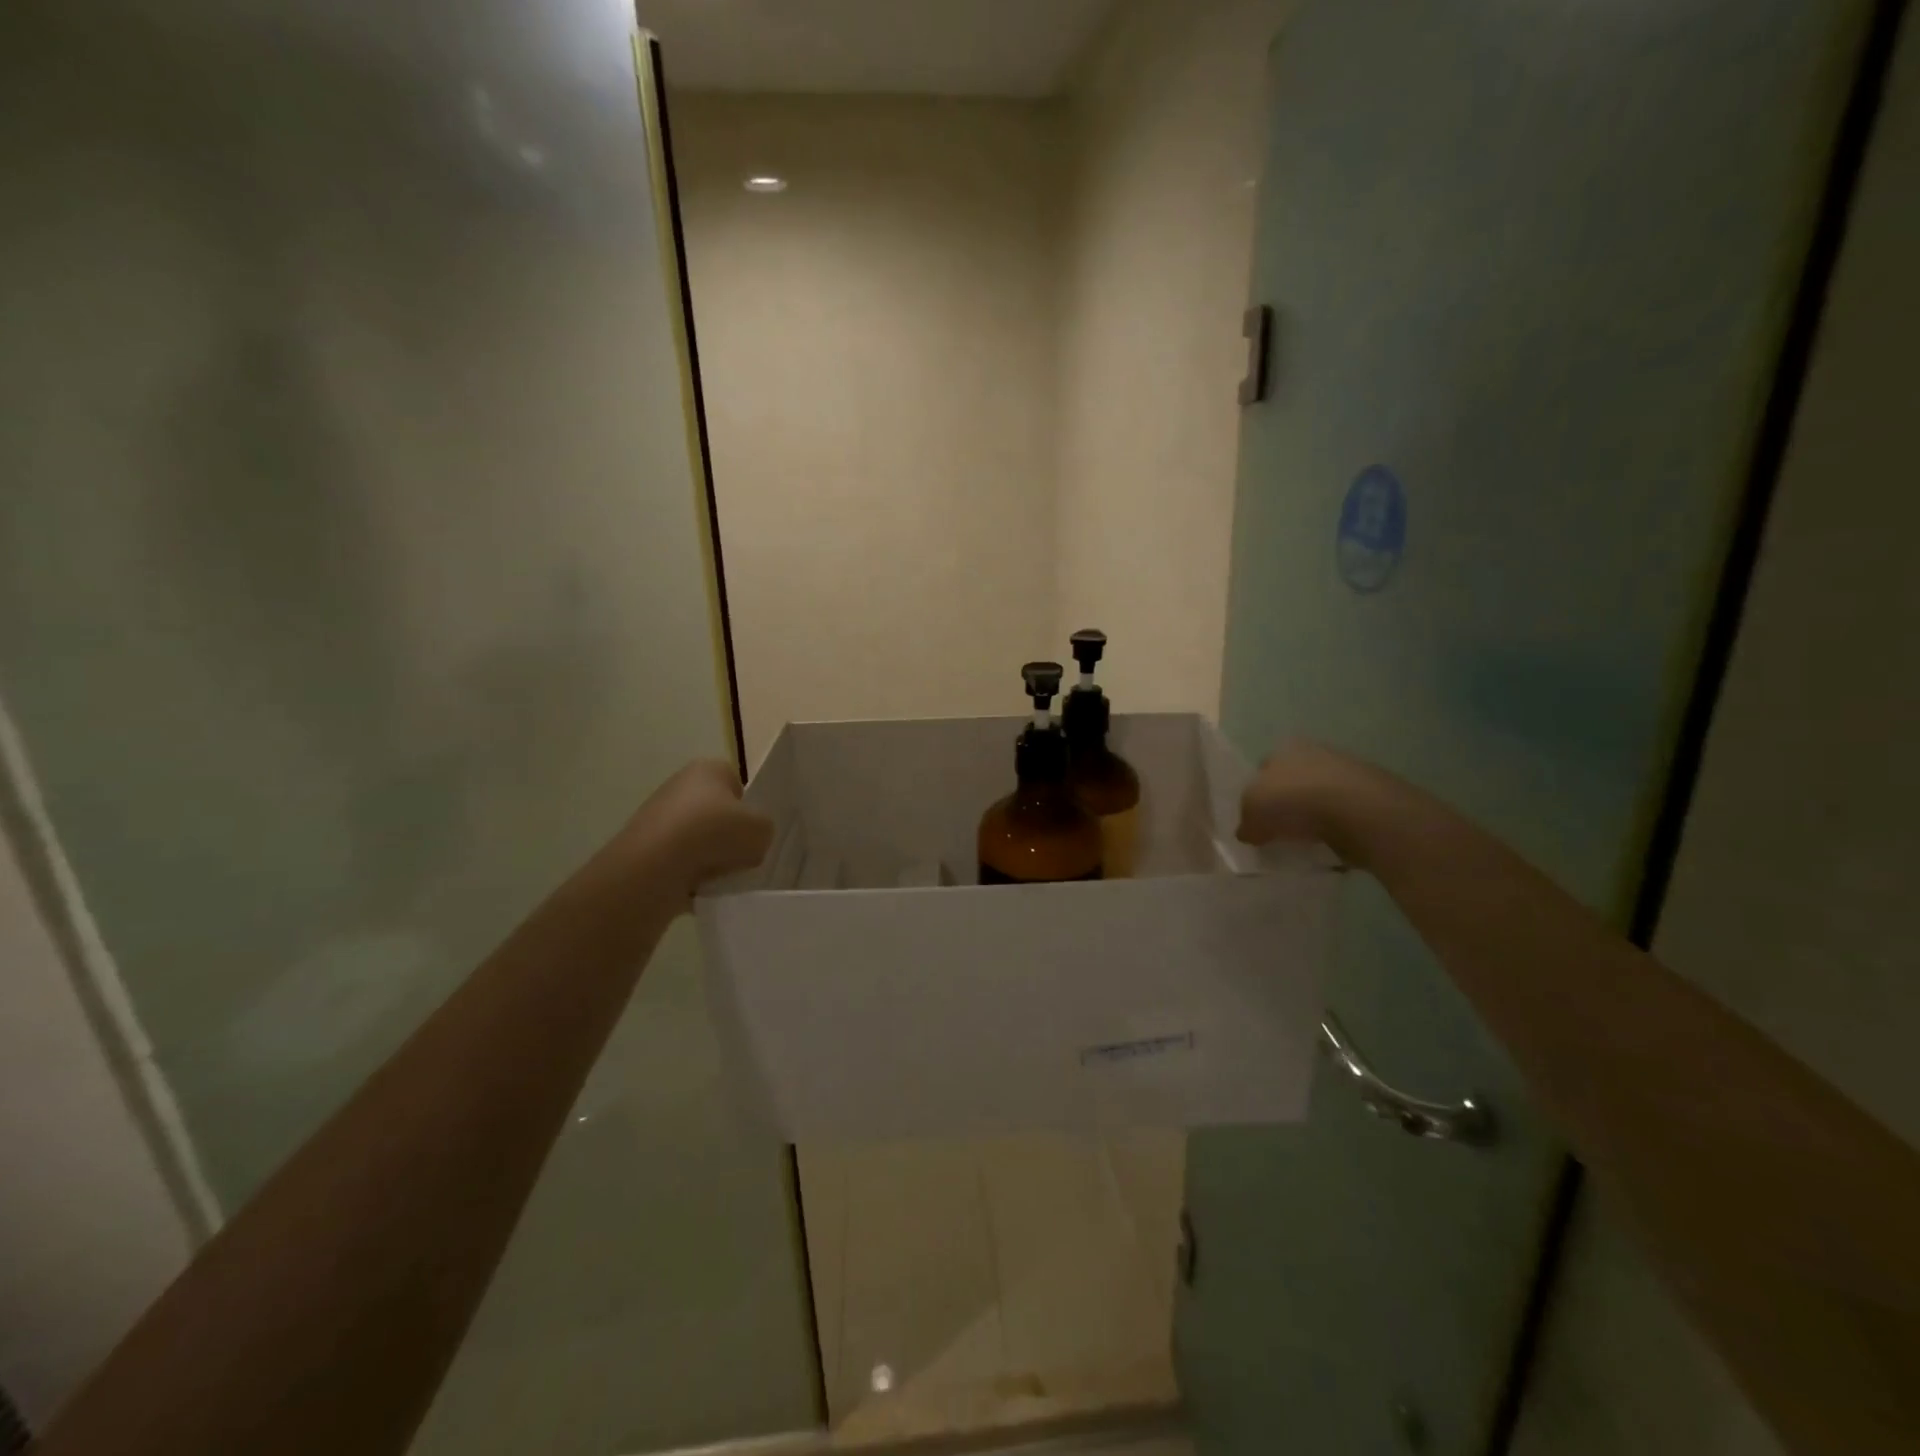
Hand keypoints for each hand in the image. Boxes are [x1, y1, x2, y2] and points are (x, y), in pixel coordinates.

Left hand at [613, 759, 774, 903]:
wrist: (655, 867)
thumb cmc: (714, 833)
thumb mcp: (762, 830)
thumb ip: (764, 830)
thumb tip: (751, 841)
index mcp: (708, 769)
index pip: (737, 786)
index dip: (748, 811)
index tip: (751, 833)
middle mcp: (679, 786)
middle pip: (717, 814)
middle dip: (728, 837)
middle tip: (740, 857)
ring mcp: (658, 817)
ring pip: (697, 840)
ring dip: (709, 858)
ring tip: (719, 877)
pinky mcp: (644, 848)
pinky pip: (678, 862)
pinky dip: (689, 875)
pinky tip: (697, 887)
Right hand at [1237, 740, 1367, 859]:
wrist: (1361, 811)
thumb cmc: (1295, 801)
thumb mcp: (1253, 812)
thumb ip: (1246, 822)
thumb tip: (1248, 832)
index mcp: (1284, 748)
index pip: (1263, 769)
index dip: (1256, 794)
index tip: (1255, 819)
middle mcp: (1316, 752)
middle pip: (1292, 781)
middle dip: (1285, 804)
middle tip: (1277, 831)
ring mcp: (1347, 773)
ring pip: (1319, 798)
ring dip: (1312, 817)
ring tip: (1304, 842)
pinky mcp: (1371, 798)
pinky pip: (1343, 817)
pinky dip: (1335, 830)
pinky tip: (1329, 845)